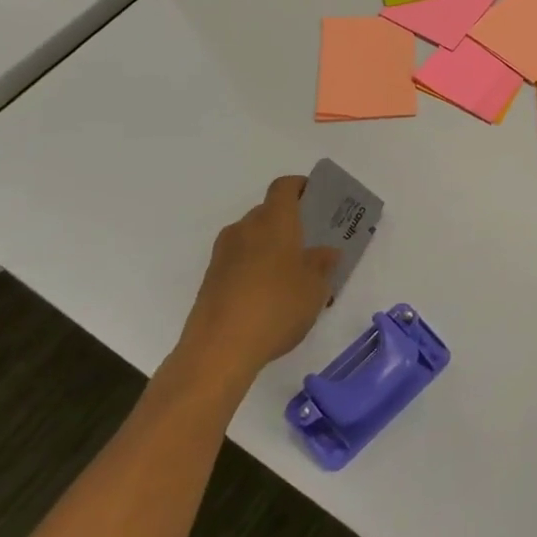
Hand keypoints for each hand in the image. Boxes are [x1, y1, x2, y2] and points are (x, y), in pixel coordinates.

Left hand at [172, 175, 338, 398]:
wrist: (218, 349)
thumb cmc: (277, 307)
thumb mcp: (315, 288)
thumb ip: (323, 264)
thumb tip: (326, 252)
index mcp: (274, 220)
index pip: (284, 187)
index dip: (300, 187)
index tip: (315, 197)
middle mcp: (245, 228)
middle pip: (267, 213)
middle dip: (288, 223)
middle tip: (310, 244)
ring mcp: (223, 254)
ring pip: (252, 238)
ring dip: (270, 248)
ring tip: (291, 275)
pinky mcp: (210, 279)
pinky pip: (238, 261)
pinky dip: (254, 268)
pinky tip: (268, 297)